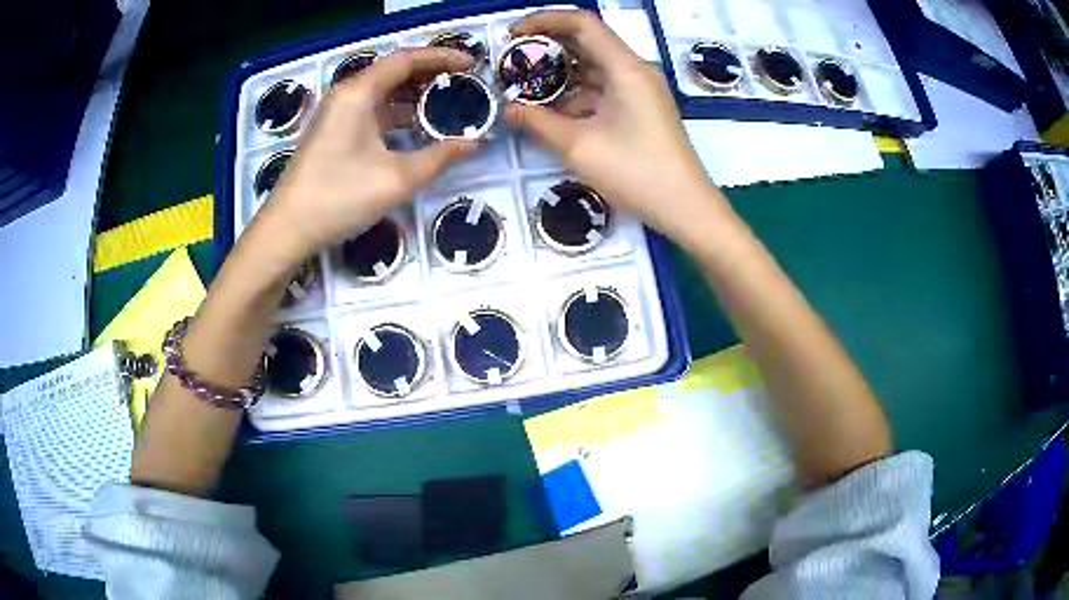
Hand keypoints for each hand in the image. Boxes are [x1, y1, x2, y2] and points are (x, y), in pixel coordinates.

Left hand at [262, 48, 477, 257]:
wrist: (287, 229)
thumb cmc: (339, 198)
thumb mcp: (397, 179)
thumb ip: (439, 158)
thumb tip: (472, 145)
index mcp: (358, 93)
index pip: (405, 60)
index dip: (441, 57)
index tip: (470, 64)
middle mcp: (345, 95)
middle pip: (392, 70)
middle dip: (429, 72)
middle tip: (462, 80)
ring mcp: (335, 113)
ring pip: (380, 90)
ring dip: (411, 92)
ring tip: (444, 99)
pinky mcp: (331, 131)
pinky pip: (369, 108)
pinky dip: (394, 110)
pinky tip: (413, 124)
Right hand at [505, 11, 724, 238]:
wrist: (685, 208)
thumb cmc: (636, 173)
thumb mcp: (579, 146)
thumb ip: (538, 122)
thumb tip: (508, 109)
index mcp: (626, 68)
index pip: (583, 23)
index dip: (545, 21)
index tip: (513, 35)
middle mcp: (635, 71)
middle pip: (587, 44)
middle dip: (548, 50)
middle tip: (512, 63)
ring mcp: (641, 91)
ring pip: (594, 70)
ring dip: (561, 77)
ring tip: (525, 92)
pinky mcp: (642, 110)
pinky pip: (604, 91)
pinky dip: (577, 97)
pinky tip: (553, 116)